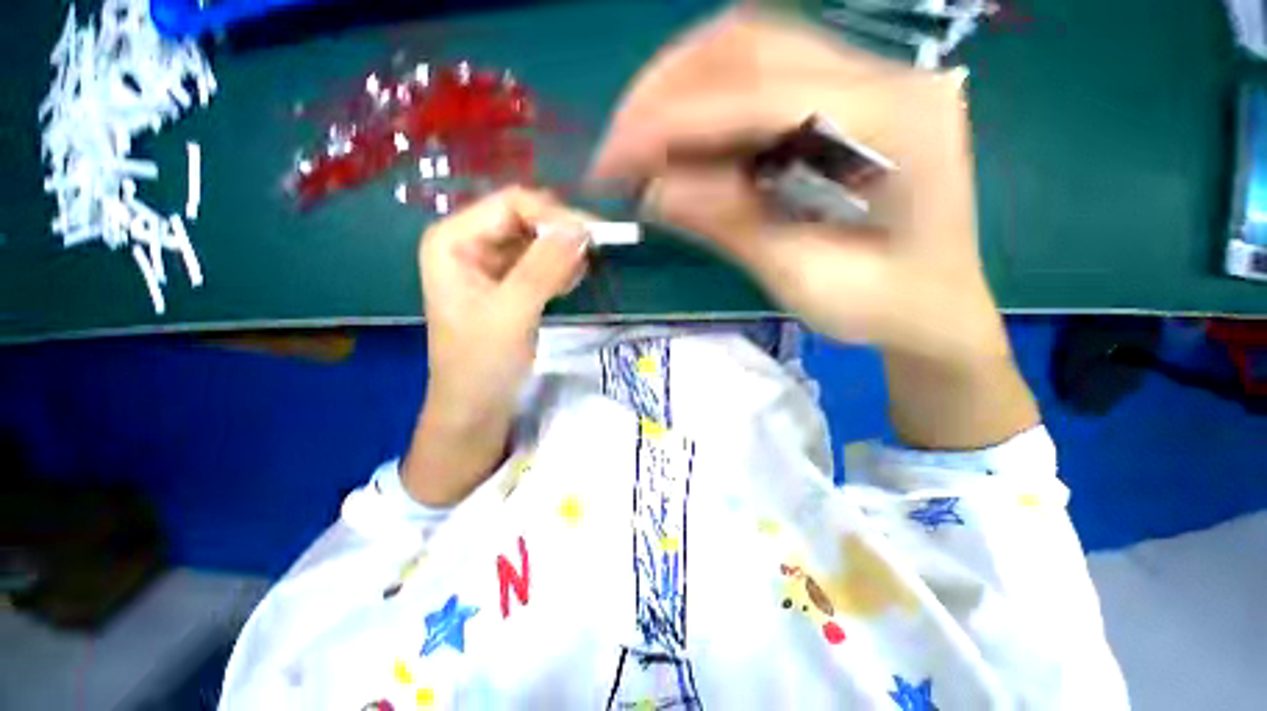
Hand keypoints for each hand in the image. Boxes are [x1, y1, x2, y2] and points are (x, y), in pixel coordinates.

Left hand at [404, 188, 591, 504]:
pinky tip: (571, 283)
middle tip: (594, 254)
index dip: (553, 215)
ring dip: (562, 253)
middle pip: (524, 219)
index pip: (510, 205)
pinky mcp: (508, 284)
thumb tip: (581, 229)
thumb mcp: (512, 313)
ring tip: (580, 275)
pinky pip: (539, 263)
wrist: (476, 408)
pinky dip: (559, 269)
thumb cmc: (481, 364)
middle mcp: (469, 243)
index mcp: (453, 240)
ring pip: (535, 241)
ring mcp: (489, 264)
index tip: (592, 236)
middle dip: (560, 235)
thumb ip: (544, 268)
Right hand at [591, 10, 1037, 448]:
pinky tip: (680, 141)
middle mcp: (886, 75)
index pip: (754, 95)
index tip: (610, 162)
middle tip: (617, 148)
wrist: (934, 308)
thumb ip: (733, 227)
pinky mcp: (844, 96)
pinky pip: (760, 75)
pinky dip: (705, 101)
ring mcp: (868, 77)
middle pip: (748, 44)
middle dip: (663, 92)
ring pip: (749, 47)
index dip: (668, 124)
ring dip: (679, 88)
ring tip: (638, 143)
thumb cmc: (882, 309)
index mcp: (894, 123)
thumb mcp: (804, 280)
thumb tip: (654, 191)